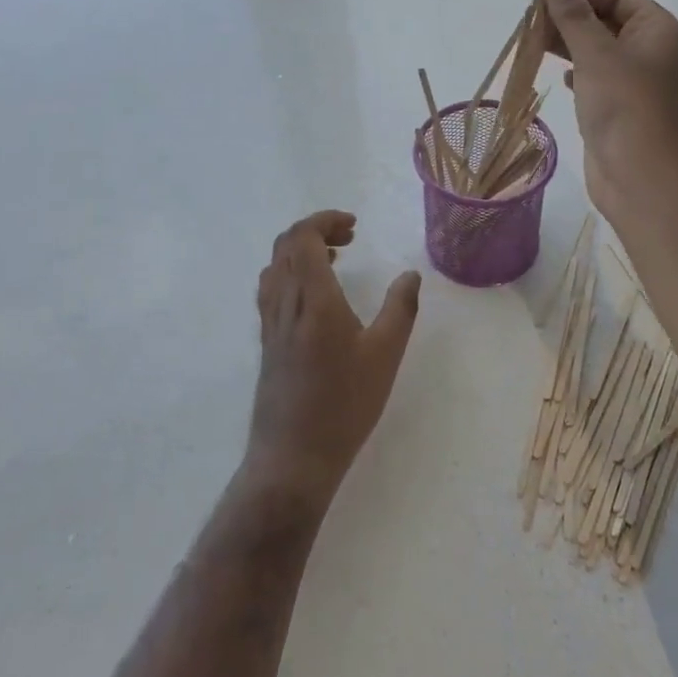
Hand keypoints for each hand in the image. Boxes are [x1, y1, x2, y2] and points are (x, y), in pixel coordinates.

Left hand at [247, 211, 421, 510]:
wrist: (293, 456)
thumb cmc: (344, 404)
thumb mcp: (385, 355)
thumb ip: (401, 309)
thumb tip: (410, 275)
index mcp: (312, 298)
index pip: (303, 237)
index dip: (325, 221)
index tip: (354, 226)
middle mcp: (284, 302)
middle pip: (285, 245)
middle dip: (316, 231)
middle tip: (349, 239)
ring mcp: (271, 323)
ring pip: (275, 267)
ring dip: (300, 251)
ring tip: (334, 260)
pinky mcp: (267, 342)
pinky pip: (272, 289)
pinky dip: (290, 273)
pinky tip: (314, 296)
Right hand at [543, 0, 677, 223]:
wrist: (641, 177)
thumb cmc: (625, 107)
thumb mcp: (596, 54)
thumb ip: (574, 17)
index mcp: (658, 31)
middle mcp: (651, 53)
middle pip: (608, 22)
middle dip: (572, 17)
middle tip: (533, 14)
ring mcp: (636, 85)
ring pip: (599, 53)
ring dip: (570, 44)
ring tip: (534, 39)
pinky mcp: (619, 111)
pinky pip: (596, 81)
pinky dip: (577, 73)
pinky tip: (560, 75)